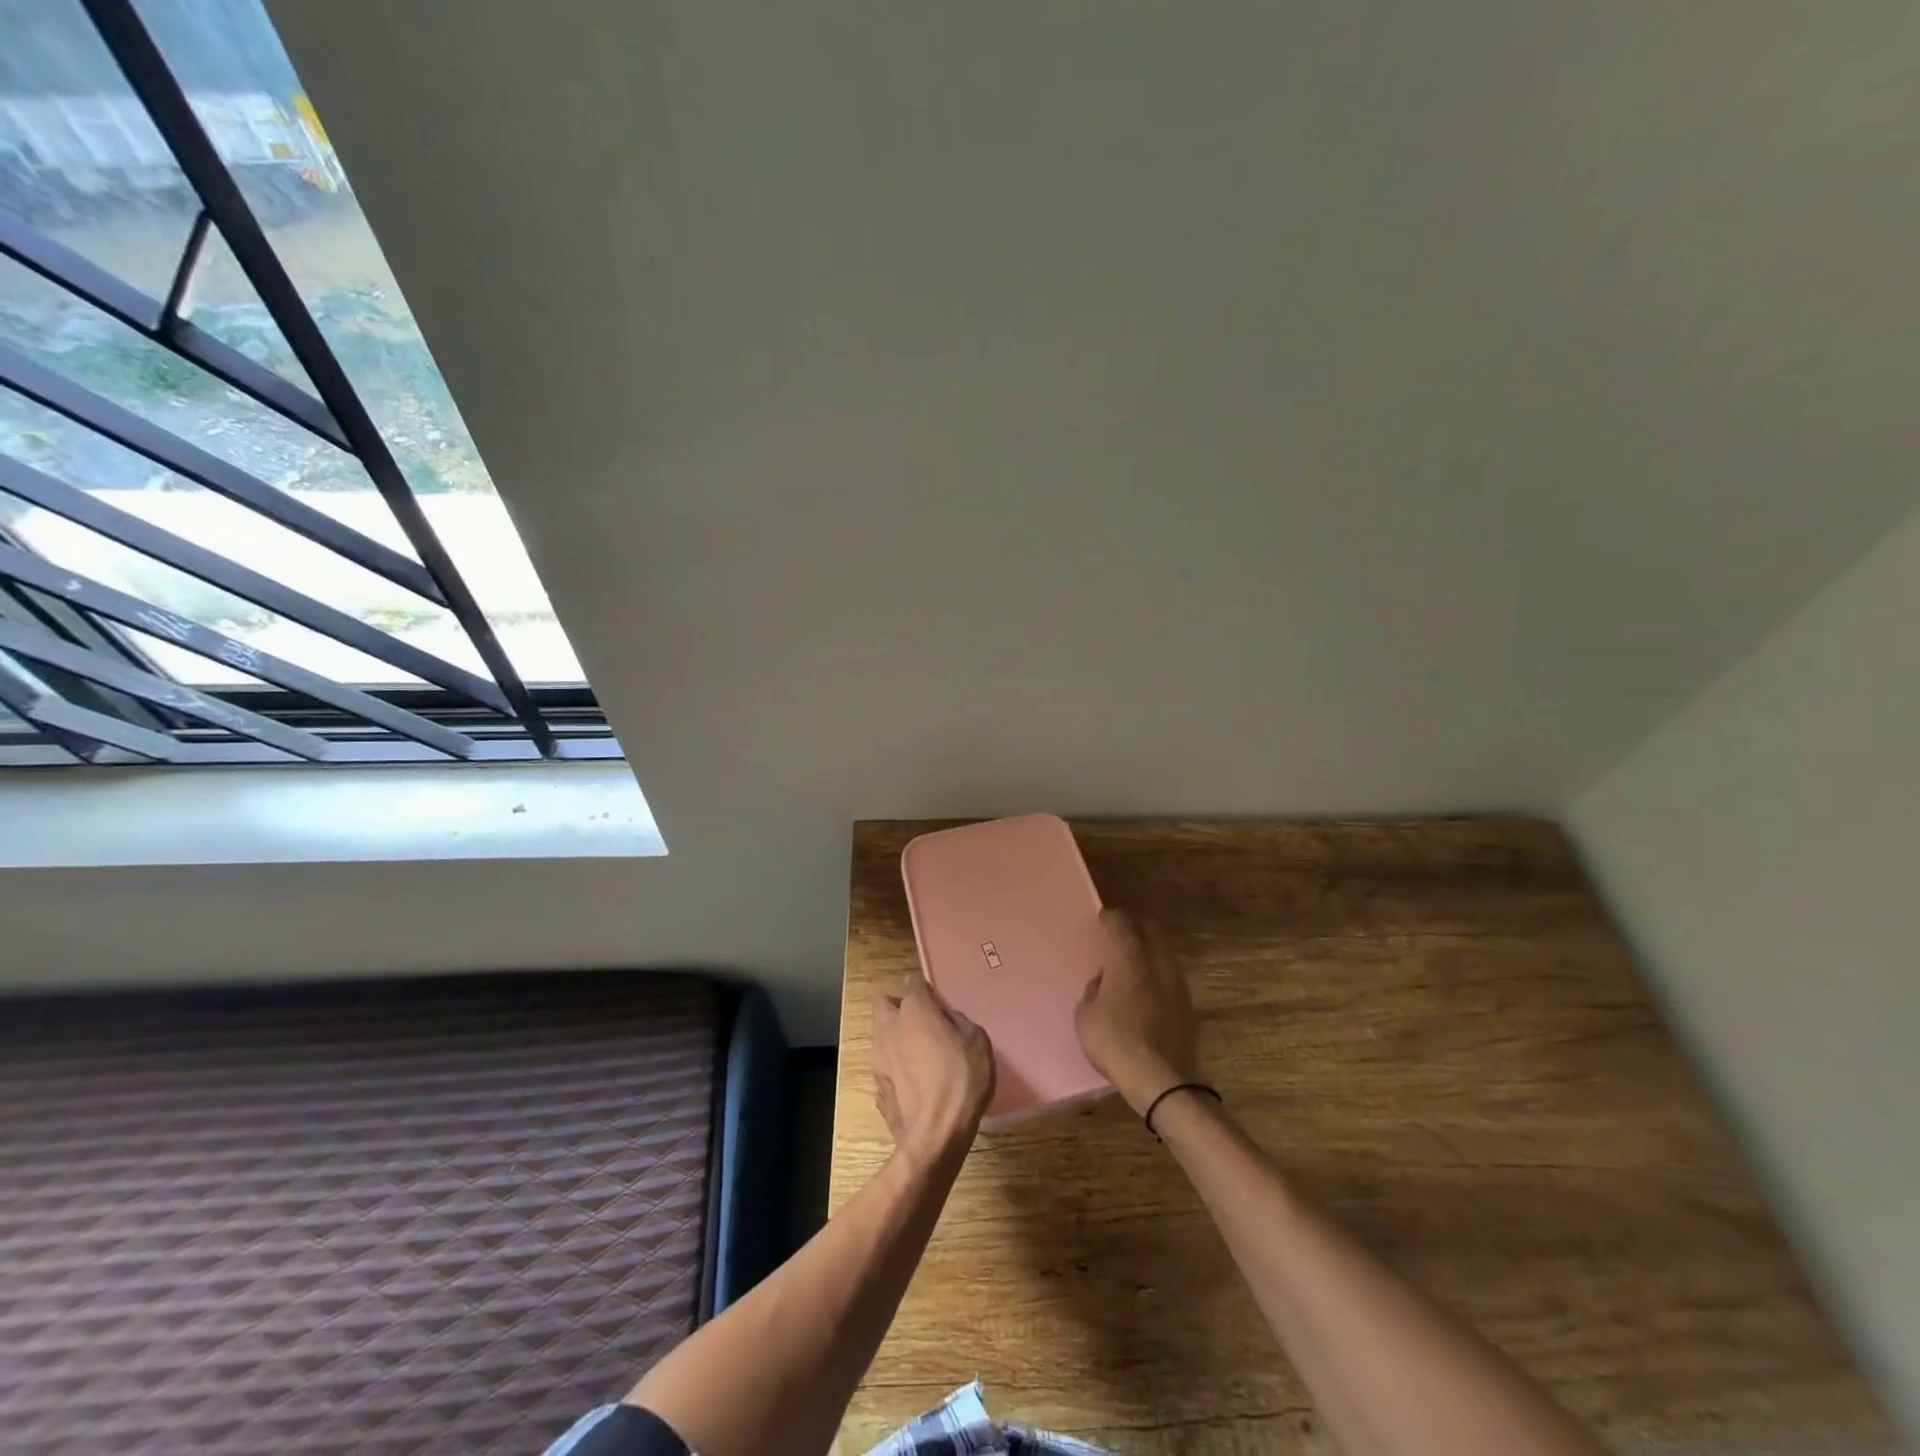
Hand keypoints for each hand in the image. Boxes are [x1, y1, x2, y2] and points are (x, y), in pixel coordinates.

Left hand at [872, 972, 994, 1167]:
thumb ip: (957, 1021)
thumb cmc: (961, 1078)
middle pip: (883, 1003)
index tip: (935, 999)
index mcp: (914, 1010)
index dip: (924, 988)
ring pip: (880, 1035)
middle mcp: (889, 1027)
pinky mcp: (877, 1087)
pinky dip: (895, 1068)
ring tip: (916, 1054)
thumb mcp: (976, 1040)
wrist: (934, 1134)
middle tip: (918, 1020)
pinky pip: (884, 1066)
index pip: (913, 983)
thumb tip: (945, 1018)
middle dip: (895, 1005)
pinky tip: (912, 1082)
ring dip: (894, 1038)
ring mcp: (878, 1058)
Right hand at [1075, 909, 1199, 1114]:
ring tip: (1133, 962)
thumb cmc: (1115, 1041)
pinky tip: (1147, 988)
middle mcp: (1157, 961)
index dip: (1111, 917)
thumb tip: (1103, 983)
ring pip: (1163, 951)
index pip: (1122, 922)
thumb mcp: (1085, 1016)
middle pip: (1149, 929)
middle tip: (1119, 933)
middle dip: (1134, 926)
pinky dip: (1158, 972)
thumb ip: (1093, 991)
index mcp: (1129, 957)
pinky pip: (1170, 975)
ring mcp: (1177, 982)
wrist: (1161, 1080)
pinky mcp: (1188, 1004)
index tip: (1103, 918)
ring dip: (1149, 949)